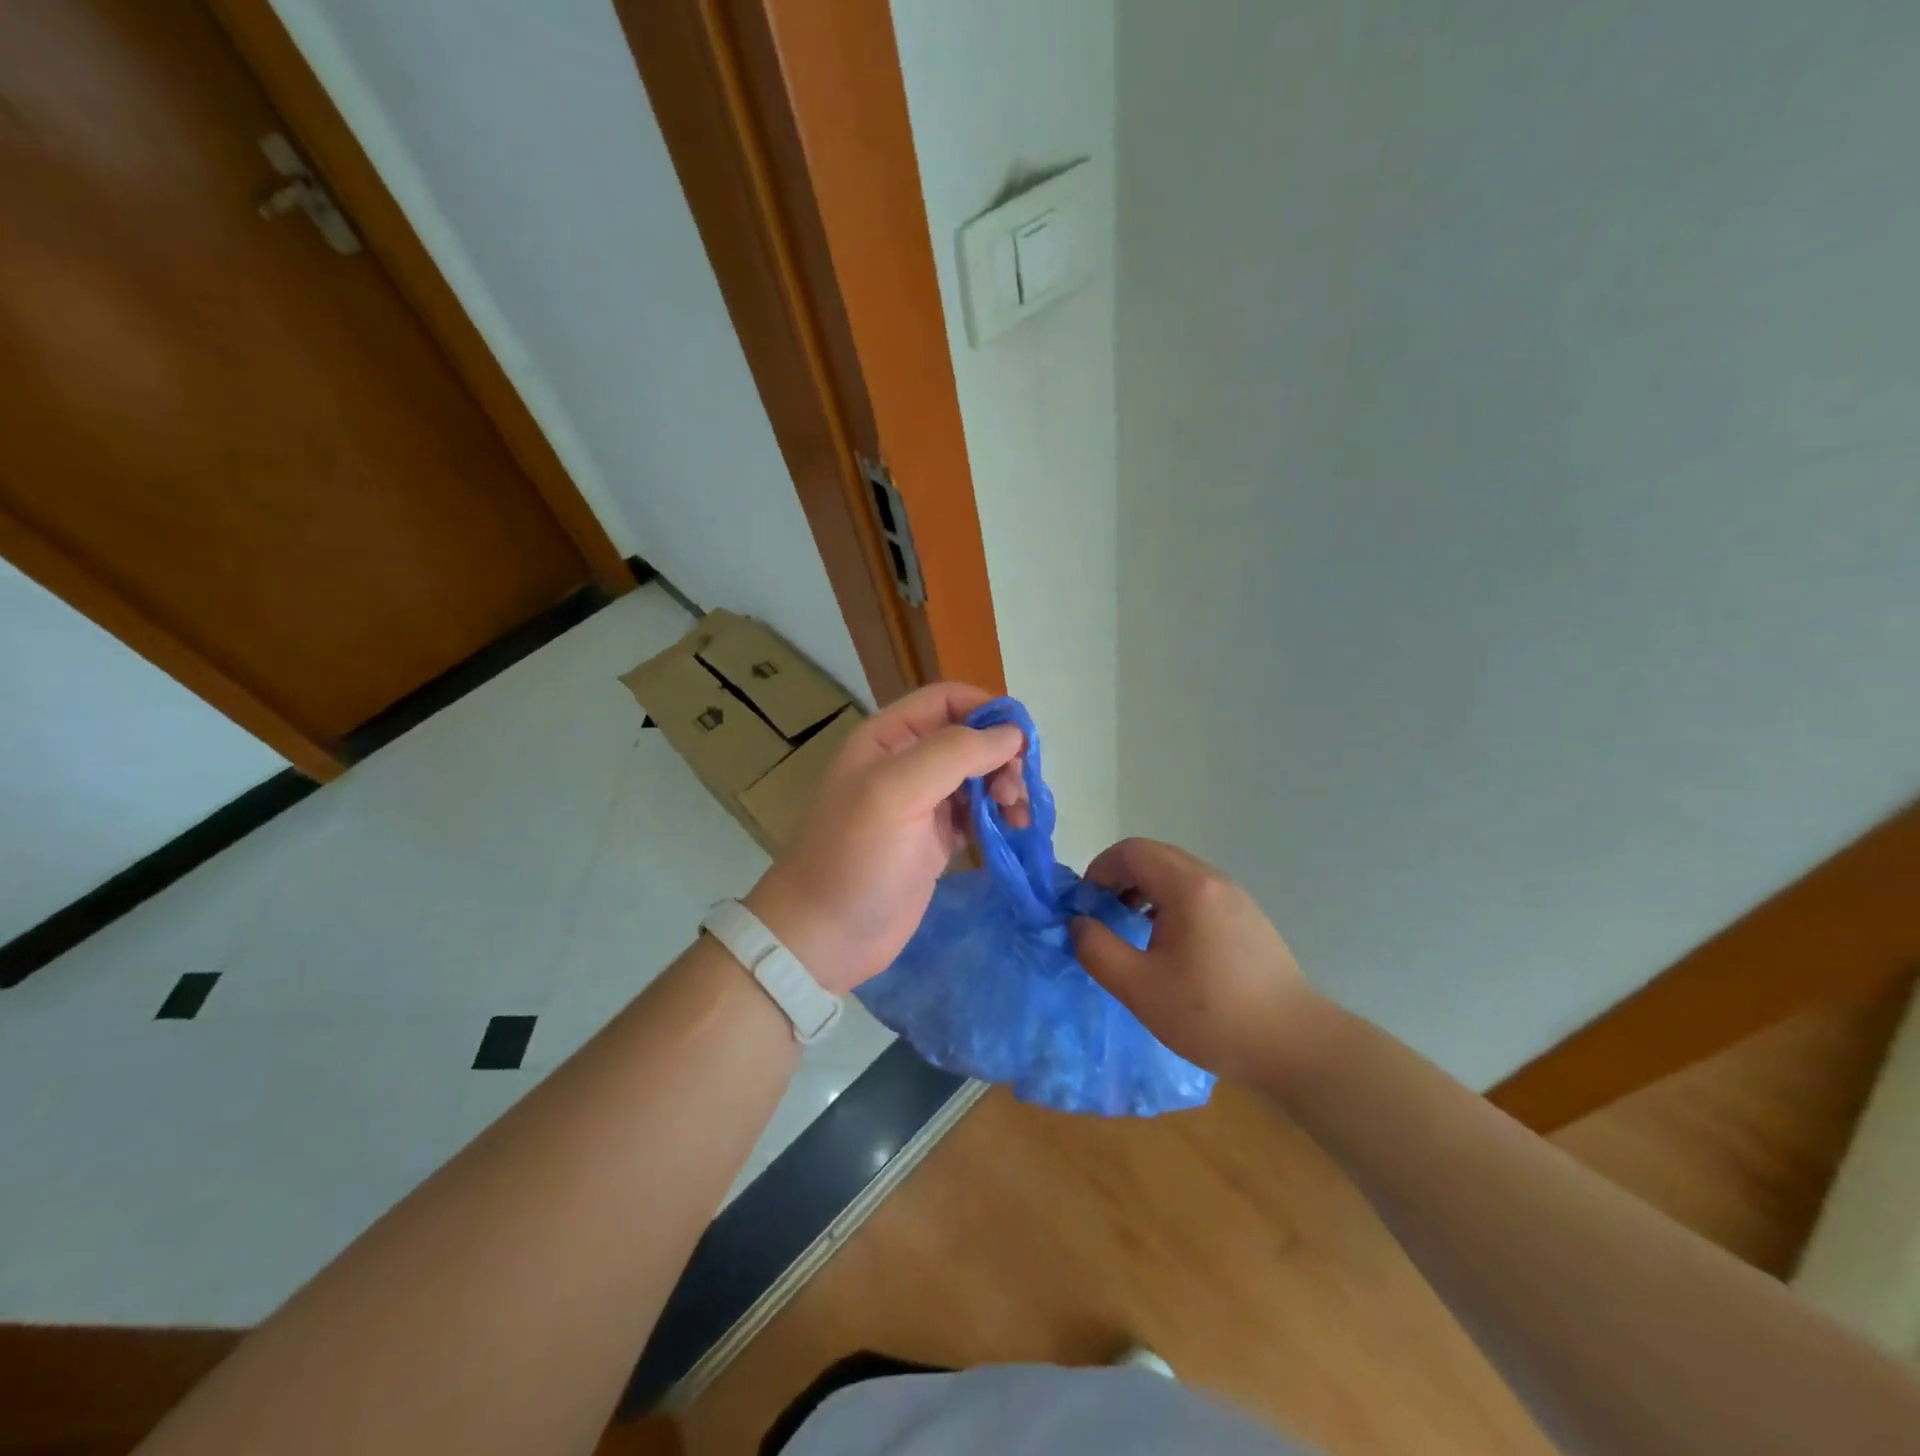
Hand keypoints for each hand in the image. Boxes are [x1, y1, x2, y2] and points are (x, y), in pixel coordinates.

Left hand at [744, 683, 1025, 994]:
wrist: (826, 937)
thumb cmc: (855, 858)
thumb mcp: (897, 792)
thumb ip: (954, 753)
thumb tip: (1011, 734)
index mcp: (888, 738)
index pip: (947, 699)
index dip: (987, 710)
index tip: (1021, 742)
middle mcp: (906, 762)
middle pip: (969, 736)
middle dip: (1000, 755)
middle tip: (1015, 790)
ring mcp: (922, 802)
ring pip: (978, 774)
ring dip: (1005, 786)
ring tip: (1017, 815)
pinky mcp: (936, 839)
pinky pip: (977, 813)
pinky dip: (999, 815)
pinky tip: (1011, 830)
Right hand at [1071, 838, 1317, 1085]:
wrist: (1296, 1046)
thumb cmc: (1211, 1015)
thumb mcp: (1139, 988)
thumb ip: (1097, 950)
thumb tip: (1078, 923)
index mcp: (1188, 887)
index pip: (1131, 851)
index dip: (1099, 870)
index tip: (1086, 906)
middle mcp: (1213, 880)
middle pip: (1155, 856)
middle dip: (1120, 878)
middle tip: (1103, 916)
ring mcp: (1236, 897)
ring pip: (1177, 874)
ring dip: (1145, 890)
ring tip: (1132, 930)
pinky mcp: (1248, 918)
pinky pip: (1198, 893)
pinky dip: (1171, 903)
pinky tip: (1169, 946)